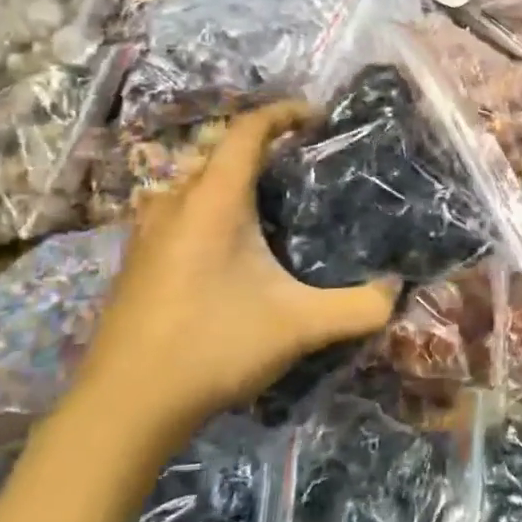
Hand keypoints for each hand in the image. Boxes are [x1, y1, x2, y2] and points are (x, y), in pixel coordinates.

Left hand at [71, 102, 399, 454]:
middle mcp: (174, 205)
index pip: (247, 132)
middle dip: (261, 148)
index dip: (283, 113)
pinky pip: (178, 213)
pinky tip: (230, 250)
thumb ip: (360, 307)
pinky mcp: (136, 263)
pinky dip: (209, 209)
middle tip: (303, 165)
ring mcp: (147, 234)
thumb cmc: (213, 347)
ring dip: (230, 180)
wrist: (124, 407)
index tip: (317, 116)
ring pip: (193, 185)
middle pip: (217, 153)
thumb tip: (397, 289)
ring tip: (270, 203)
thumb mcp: (301, 327)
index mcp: (212, 202)